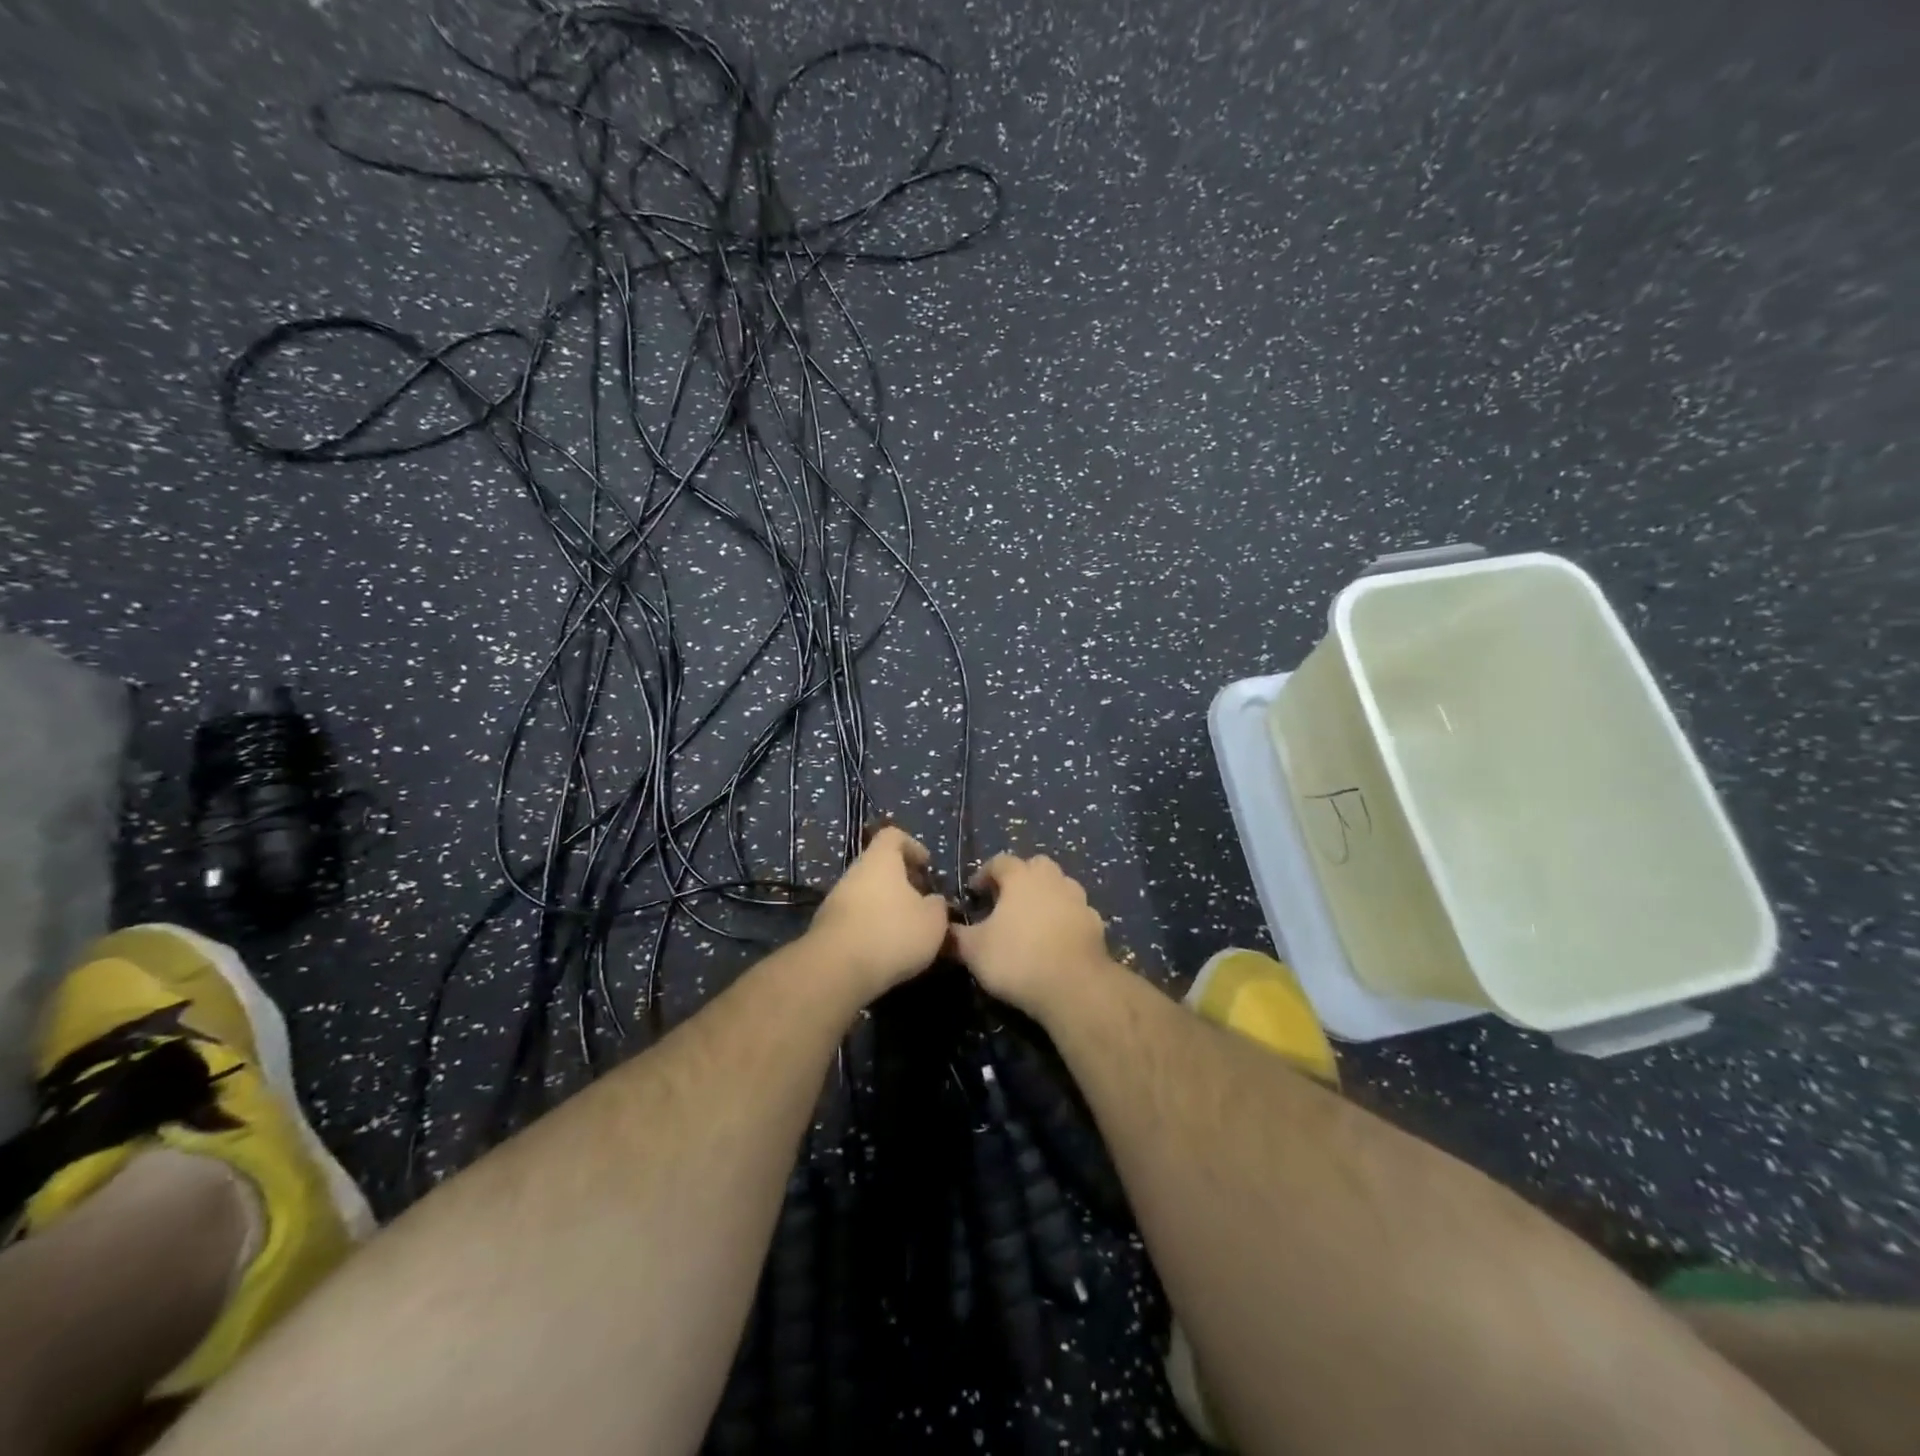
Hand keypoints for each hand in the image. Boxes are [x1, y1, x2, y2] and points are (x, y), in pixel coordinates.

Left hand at [805, 827, 950, 997]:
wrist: (837, 970)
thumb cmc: (892, 933)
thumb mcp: (933, 921)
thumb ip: (938, 906)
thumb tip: (933, 902)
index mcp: (880, 860)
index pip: (893, 835)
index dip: (912, 846)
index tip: (926, 866)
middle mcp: (854, 873)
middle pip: (879, 867)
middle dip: (902, 883)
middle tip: (922, 903)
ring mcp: (835, 900)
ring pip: (867, 895)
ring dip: (887, 908)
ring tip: (907, 932)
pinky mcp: (826, 928)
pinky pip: (855, 919)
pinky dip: (872, 928)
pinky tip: (886, 950)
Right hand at [951, 853, 1110, 1015]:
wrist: (1075, 986)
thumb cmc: (1018, 959)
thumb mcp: (974, 950)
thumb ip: (955, 936)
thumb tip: (940, 928)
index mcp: (1021, 877)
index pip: (1000, 862)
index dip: (984, 874)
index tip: (974, 893)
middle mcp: (1052, 879)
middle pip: (1035, 865)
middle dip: (1020, 877)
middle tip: (1006, 900)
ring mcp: (1078, 899)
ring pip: (1060, 885)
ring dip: (1046, 895)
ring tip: (1032, 919)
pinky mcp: (1096, 923)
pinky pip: (1076, 912)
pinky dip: (1065, 918)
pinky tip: (1056, 939)